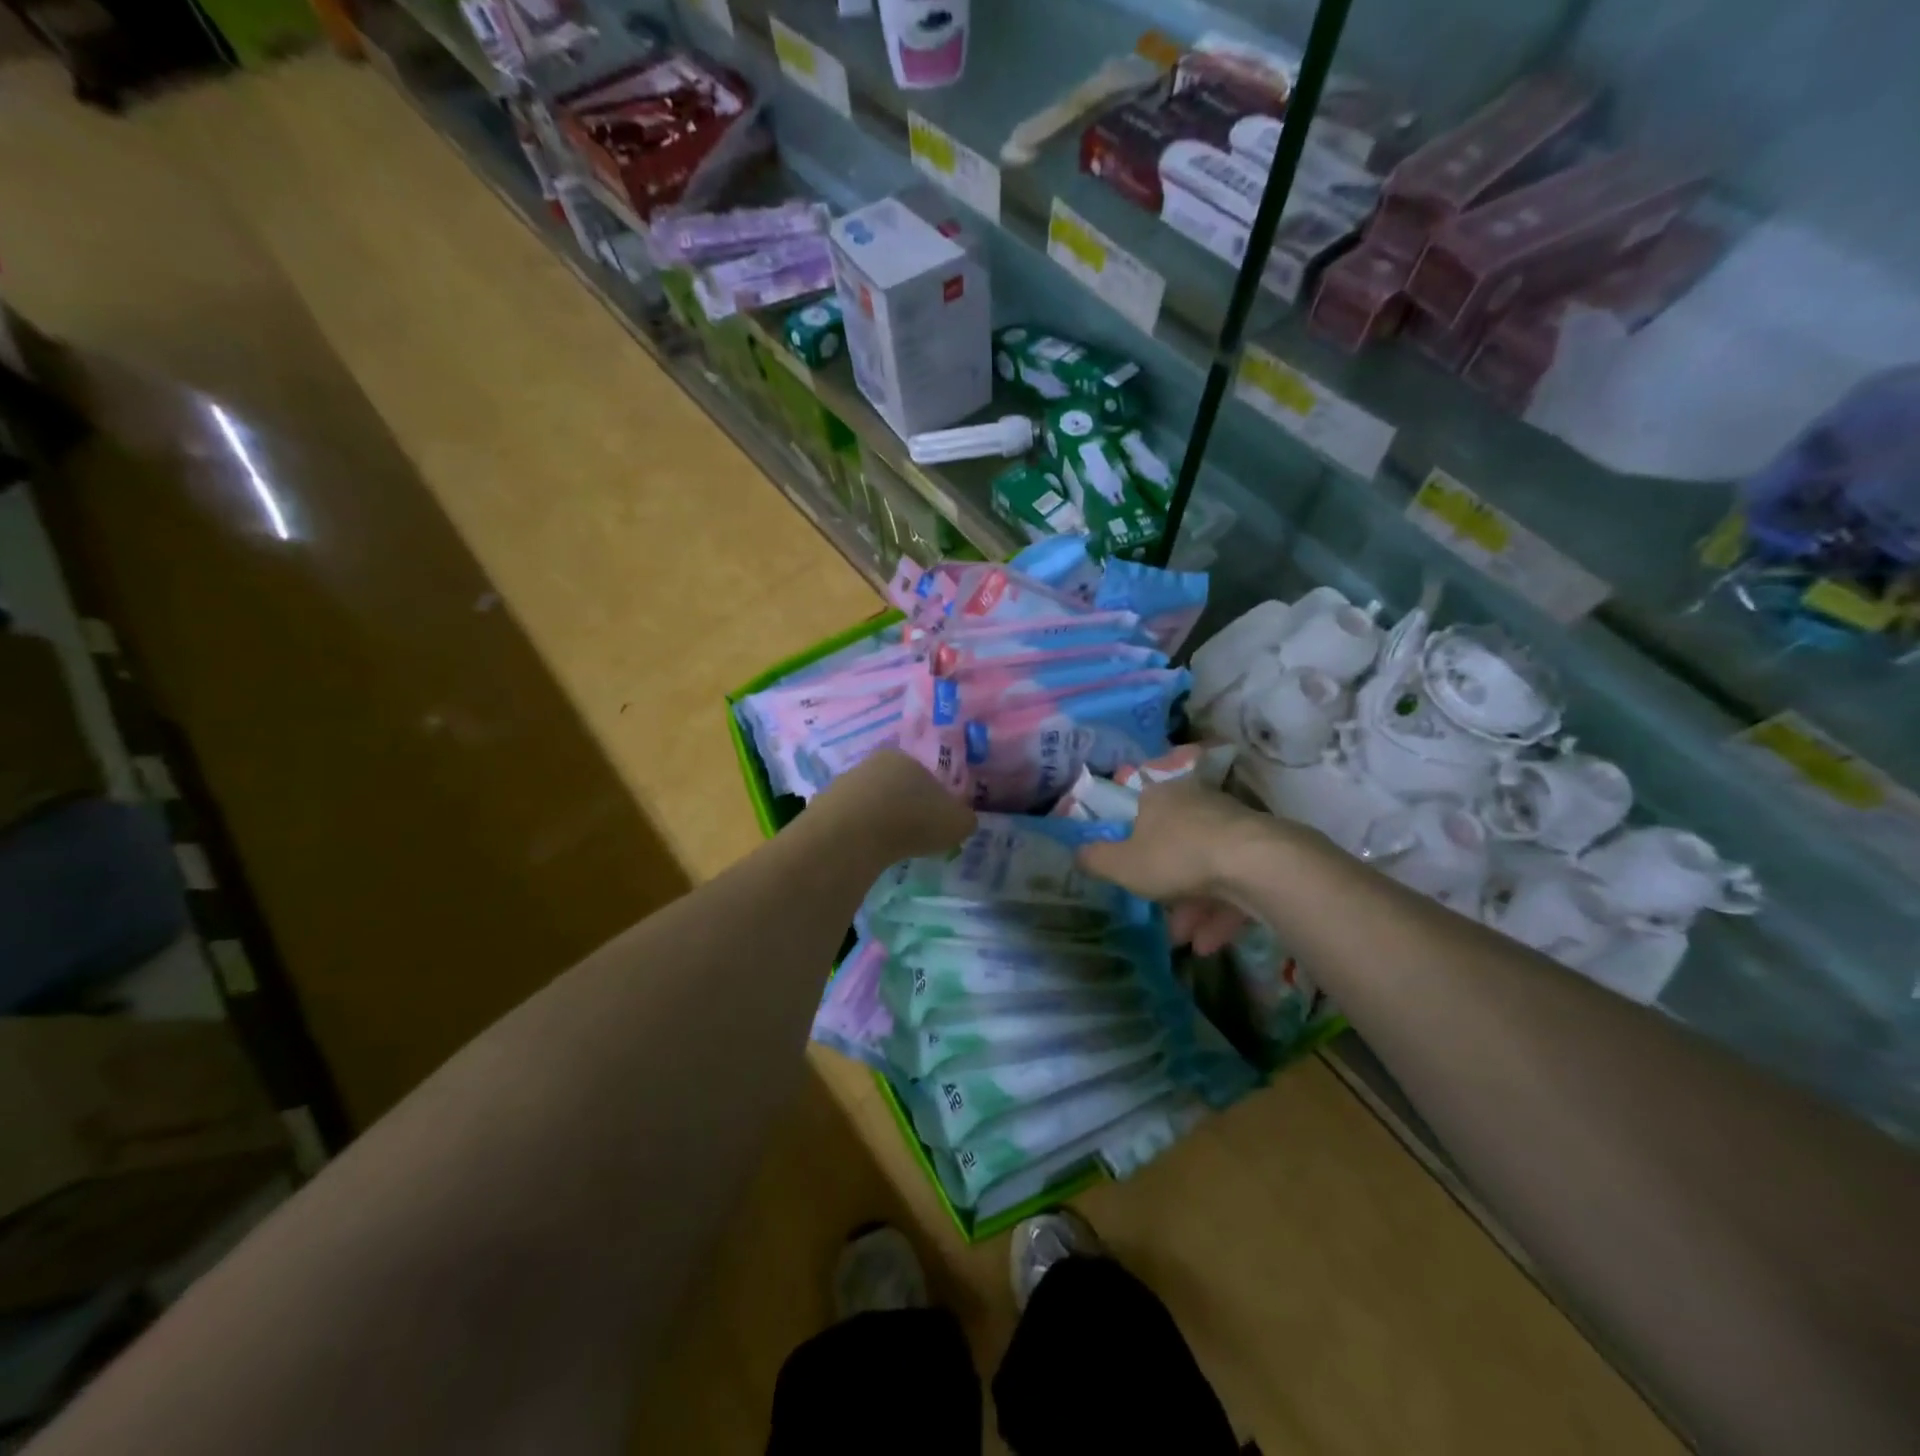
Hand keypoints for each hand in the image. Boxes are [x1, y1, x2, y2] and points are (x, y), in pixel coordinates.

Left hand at [807, 749, 976, 862]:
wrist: (852, 835)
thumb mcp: (957, 823)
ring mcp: (845, 783)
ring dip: (880, 821)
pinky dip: (859, 835)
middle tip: (914, 836)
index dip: (935, 800)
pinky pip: (850, 821)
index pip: (927, 775)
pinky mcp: (823, 806)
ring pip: (871, 802)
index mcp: (907, 758)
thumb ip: (965, 818)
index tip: (936, 823)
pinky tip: (865, 852)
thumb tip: (963, 820)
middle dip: (905, 808)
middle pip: (896, 786)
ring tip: (889, 848)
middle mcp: (874, 763)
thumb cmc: (913, 820)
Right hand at [1076, 777, 1280, 954]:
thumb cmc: (1176, 856)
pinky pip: (1233, 883)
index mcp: (1161, 797)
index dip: (1133, 844)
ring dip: (1193, 908)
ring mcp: (1232, 827)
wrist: (1254, 864)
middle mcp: (1196, 803)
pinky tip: (1208, 944)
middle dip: (1166, 886)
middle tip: (1159, 915)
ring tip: (1186, 942)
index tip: (1131, 872)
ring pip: (1205, 868)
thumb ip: (1096, 860)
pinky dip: (1220, 913)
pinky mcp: (1261, 853)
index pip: (1140, 813)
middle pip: (1174, 845)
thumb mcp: (1122, 864)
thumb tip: (1075, 853)